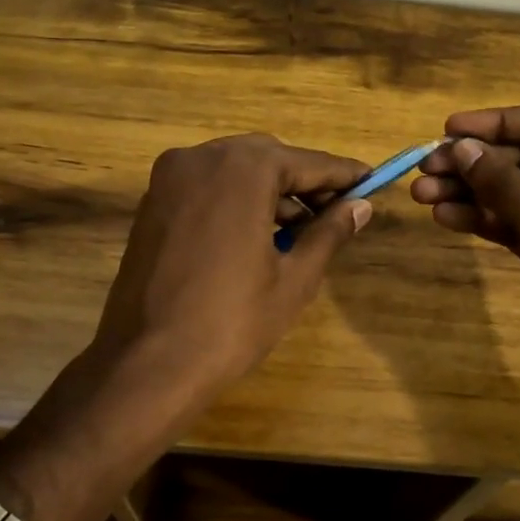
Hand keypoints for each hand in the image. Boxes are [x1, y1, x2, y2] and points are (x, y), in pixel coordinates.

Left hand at [89, 134, 372, 402]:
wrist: (148, 363)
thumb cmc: (232, 321)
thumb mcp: (294, 278)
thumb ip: (329, 232)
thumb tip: (360, 207)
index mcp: (243, 169)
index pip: (307, 162)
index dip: (343, 175)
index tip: (371, 181)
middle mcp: (202, 157)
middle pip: (268, 159)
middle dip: (303, 183)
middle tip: (335, 212)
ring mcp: (170, 177)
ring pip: (235, 170)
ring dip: (269, 192)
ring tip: (299, 232)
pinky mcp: (152, 202)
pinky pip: (206, 187)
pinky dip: (236, 200)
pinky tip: (256, 235)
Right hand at [410, 104, 519, 404]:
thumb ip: (505, 186)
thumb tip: (460, 147)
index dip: (492, 124)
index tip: (445, 130)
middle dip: (473, 165)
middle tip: (423, 170)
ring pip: (515, 193)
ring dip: (471, 194)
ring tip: (422, 196)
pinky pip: (517, 223)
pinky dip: (485, 221)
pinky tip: (447, 218)